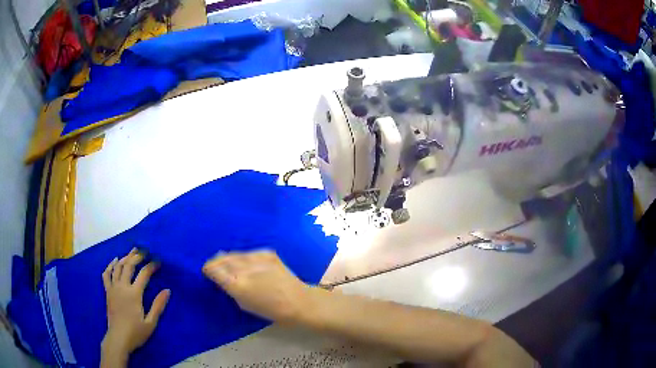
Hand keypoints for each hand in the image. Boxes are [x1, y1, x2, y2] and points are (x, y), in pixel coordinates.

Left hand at [102, 249, 169, 357]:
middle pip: (129, 266)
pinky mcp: (107, 291)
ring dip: (124, 257)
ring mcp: (113, 288)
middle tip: (144, 251)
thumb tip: (167, 290)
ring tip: (131, 252)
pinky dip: (110, 265)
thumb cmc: (136, 332)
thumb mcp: (151, 323)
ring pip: (117, 267)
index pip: (144, 274)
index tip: (158, 261)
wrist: (118, 338)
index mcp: (134, 294)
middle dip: (137, 256)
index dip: (151, 266)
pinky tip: (114, 261)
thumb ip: (158, 306)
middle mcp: (122, 287)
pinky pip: (106, 274)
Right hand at [203, 250, 312, 322]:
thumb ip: (231, 288)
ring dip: (230, 258)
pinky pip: (249, 253)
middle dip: (216, 262)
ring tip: (230, 263)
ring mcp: (257, 258)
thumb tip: (221, 275)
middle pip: (222, 259)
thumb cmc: (270, 310)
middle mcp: (244, 269)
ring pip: (235, 254)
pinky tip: (248, 263)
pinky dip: (245, 257)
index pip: (213, 269)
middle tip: (215, 266)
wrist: (298, 301)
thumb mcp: (244, 304)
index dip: (208, 269)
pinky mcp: (267, 253)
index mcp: (237, 285)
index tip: (207, 271)